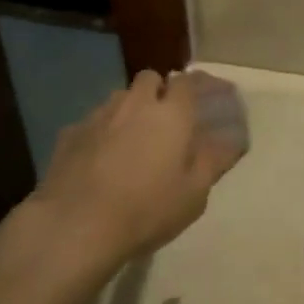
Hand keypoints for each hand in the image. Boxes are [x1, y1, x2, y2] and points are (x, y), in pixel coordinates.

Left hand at [28, 71, 243, 269]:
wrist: (75, 225)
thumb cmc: (146, 209)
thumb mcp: (193, 195)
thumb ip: (213, 162)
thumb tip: (233, 141)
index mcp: (171, 113)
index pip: (187, 81)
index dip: (195, 87)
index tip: (202, 101)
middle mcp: (136, 103)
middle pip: (150, 78)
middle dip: (159, 90)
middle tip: (164, 120)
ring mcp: (99, 115)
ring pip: (119, 98)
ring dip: (129, 109)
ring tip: (131, 139)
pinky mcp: (70, 133)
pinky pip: (92, 122)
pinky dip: (100, 133)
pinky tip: (98, 159)